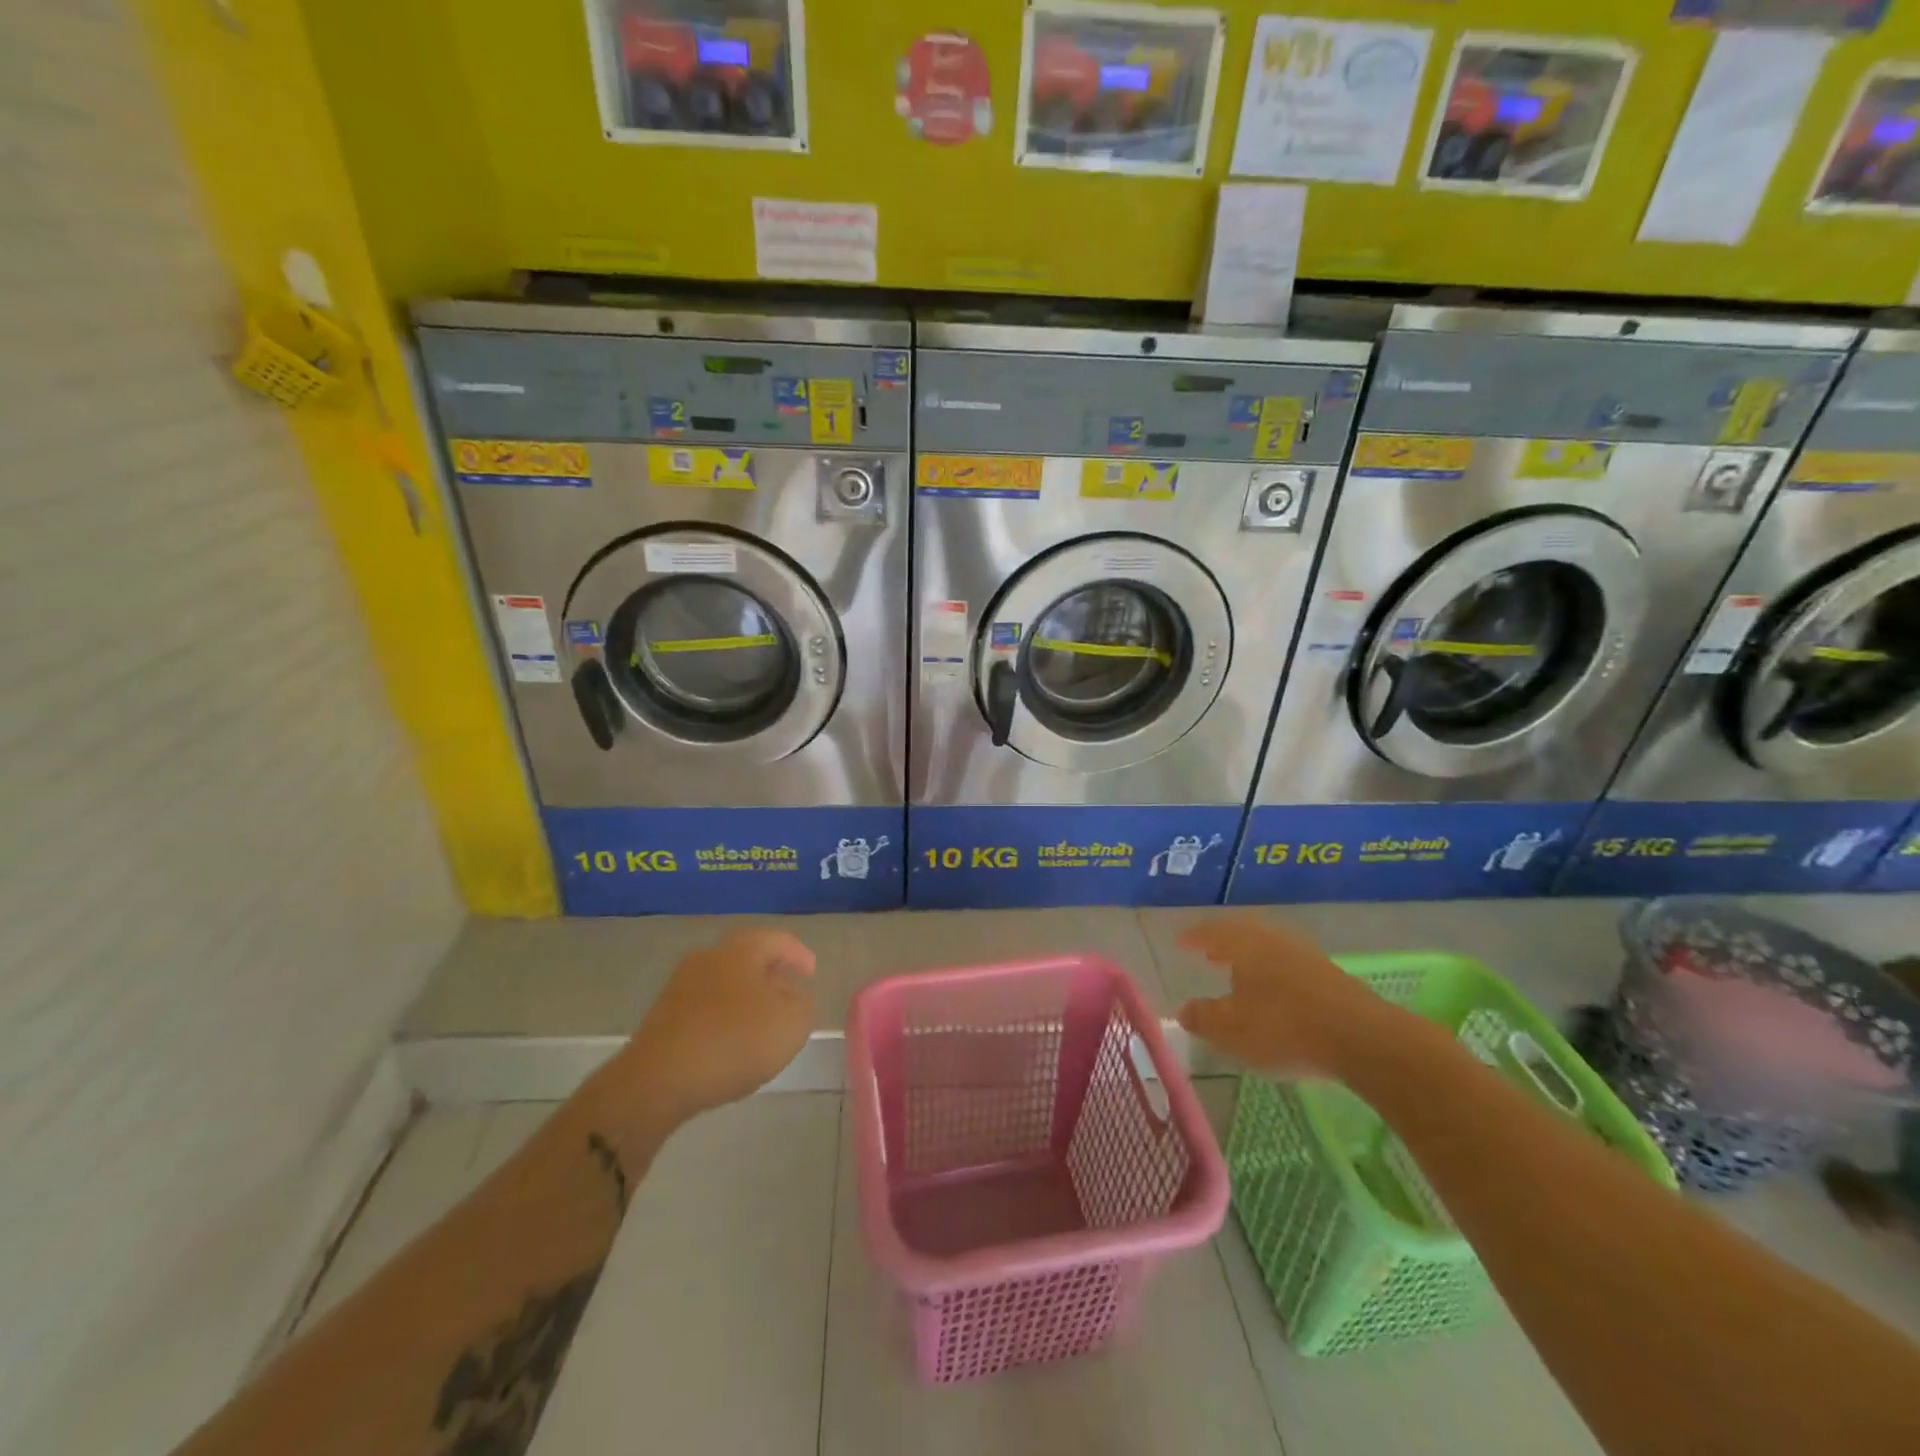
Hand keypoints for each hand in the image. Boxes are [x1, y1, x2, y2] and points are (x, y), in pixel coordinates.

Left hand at [611, 928, 816, 1121]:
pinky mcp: (662, 1016)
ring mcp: (680, 985)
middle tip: (788, 994)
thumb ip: (801, 1003)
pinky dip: (723, 1017)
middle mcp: (709, 957)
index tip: (811, 974)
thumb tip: (791, 996)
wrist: (657, 1081)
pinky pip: (704, 1007)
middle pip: (747, 957)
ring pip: (724, 982)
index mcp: (741, 950)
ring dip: (745, 997)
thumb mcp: (791, 1024)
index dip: (798, 954)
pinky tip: (730, 1042)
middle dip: (770, 974)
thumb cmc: (734, 1042)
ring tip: (761, 1022)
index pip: (777, 940)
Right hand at [1175, 916, 1404, 1079]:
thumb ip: (1203, 1018)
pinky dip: (1272, 973)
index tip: (1180, 943)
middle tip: (1209, 954)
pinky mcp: (1330, 976)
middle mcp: (1273, 940)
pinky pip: (1289, 966)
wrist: (1362, 1038)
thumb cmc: (1284, 1027)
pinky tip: (1273, 994)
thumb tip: (1182, 1010)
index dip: (1194, 937)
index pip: (1212, 931)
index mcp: (1244, 944)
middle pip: (1242, 934)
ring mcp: (1305, 956)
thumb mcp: (1231, 1029)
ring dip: (1250, 959)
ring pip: (1268, 949)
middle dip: (1223, 944)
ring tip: (1238, 974)